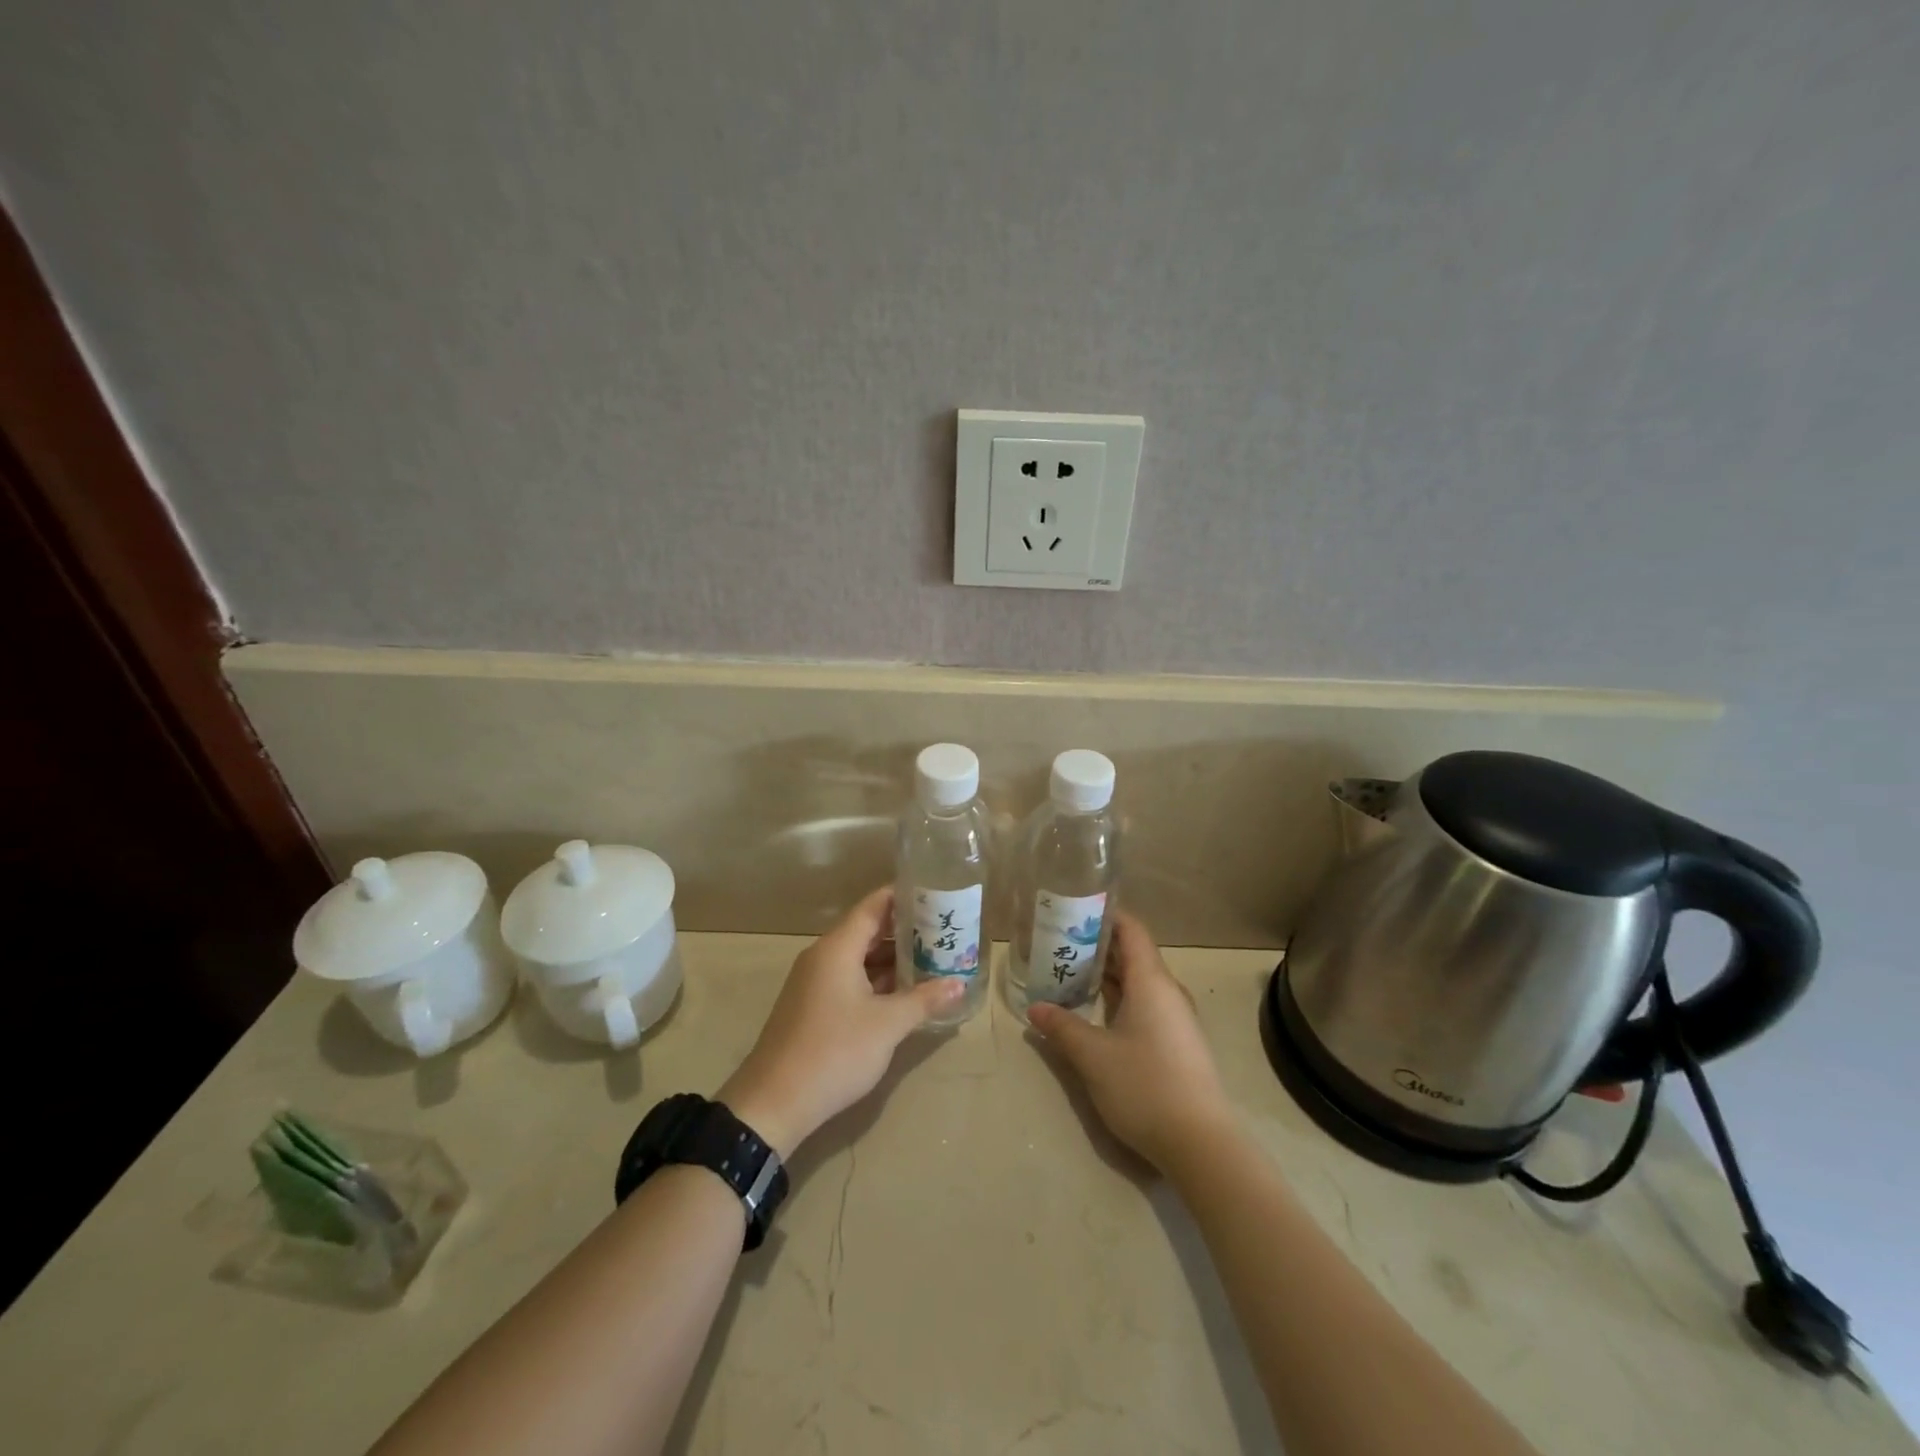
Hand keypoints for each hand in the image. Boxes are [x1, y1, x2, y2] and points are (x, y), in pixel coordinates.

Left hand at [719, 888, 962, 1157]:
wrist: (774, 1103)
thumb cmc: (834, 1051)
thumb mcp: (887, 1025)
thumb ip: (924, 1000)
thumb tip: (959, 983)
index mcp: (837, 948)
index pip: (873, 906)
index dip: (903, 897)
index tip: (935, 892)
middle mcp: (823, 957)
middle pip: (867, 931)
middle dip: (905, 931)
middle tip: (944, 930)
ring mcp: (815, 983)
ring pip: (859, 958)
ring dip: (892, 960)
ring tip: (932, 959)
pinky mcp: (813, 1007)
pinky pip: (850, 980)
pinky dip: (877, 980)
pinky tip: (904, 993)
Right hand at [1027, 912, 1234, 1170]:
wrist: (1201, 1144)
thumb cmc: (1145, 1086)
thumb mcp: (1093, 1056)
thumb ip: (1062, 1027)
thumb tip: (1035, 1009)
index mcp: (1151, 981)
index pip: (1131, 929)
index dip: (1105, 914)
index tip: (1073, 909)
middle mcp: (1168, 992)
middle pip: (1133, 953)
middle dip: (1097, 945)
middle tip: (1059, 943)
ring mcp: (1176, 1018)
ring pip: (1138, 982)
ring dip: (1107, 975)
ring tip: (1070, 973)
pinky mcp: (1177, 1043)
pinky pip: (1145, 1004)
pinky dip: (1119, 998)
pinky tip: (1095, 1012)